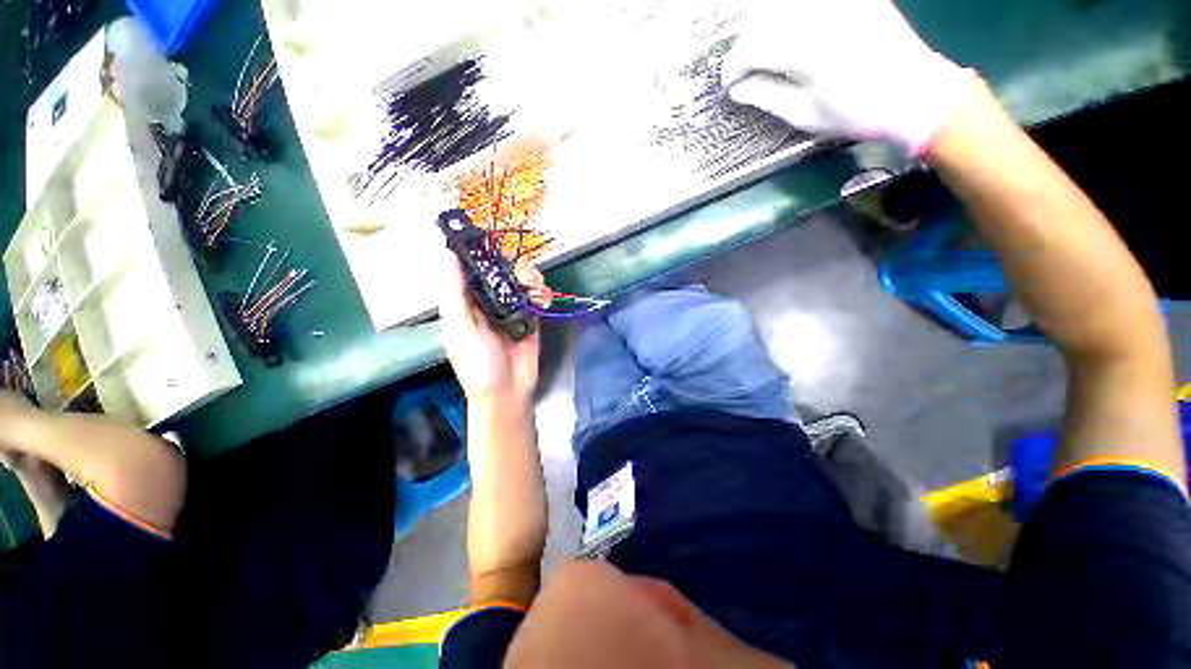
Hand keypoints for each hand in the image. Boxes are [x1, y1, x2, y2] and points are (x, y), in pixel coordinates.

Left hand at [437, 250, 550, 405]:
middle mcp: (488, 301)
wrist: (508, 390)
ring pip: (522, 280)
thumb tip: (448, 255)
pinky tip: (544, 298)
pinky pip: (537, 297)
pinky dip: (542, 293)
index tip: (491, 238)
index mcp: (466, 301)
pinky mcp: (530, 317)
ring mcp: (511, 309)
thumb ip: (454, 293)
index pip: (472, 268)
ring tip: (536, 286)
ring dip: (531, 277)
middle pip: (501, 270)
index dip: (480, 251)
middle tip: (522, 271)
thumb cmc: (477, 363)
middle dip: (513, 265)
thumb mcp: (459, 328)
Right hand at [722, 0, 973, 154]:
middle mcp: (821, 15)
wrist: (915, 94)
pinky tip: (787, 30)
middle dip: (745, 46)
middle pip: (764, 20)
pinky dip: (790, 14)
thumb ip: (766, 96)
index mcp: (807, 50)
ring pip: (783, 6)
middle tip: (741, 70)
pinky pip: (809, 4)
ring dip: (763, 27)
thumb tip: (737, 89)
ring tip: (760, 52)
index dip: (733, 66)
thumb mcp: (804, 115)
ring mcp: (841, 2)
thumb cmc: (855, 113)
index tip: (727, 85)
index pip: (752, 48)